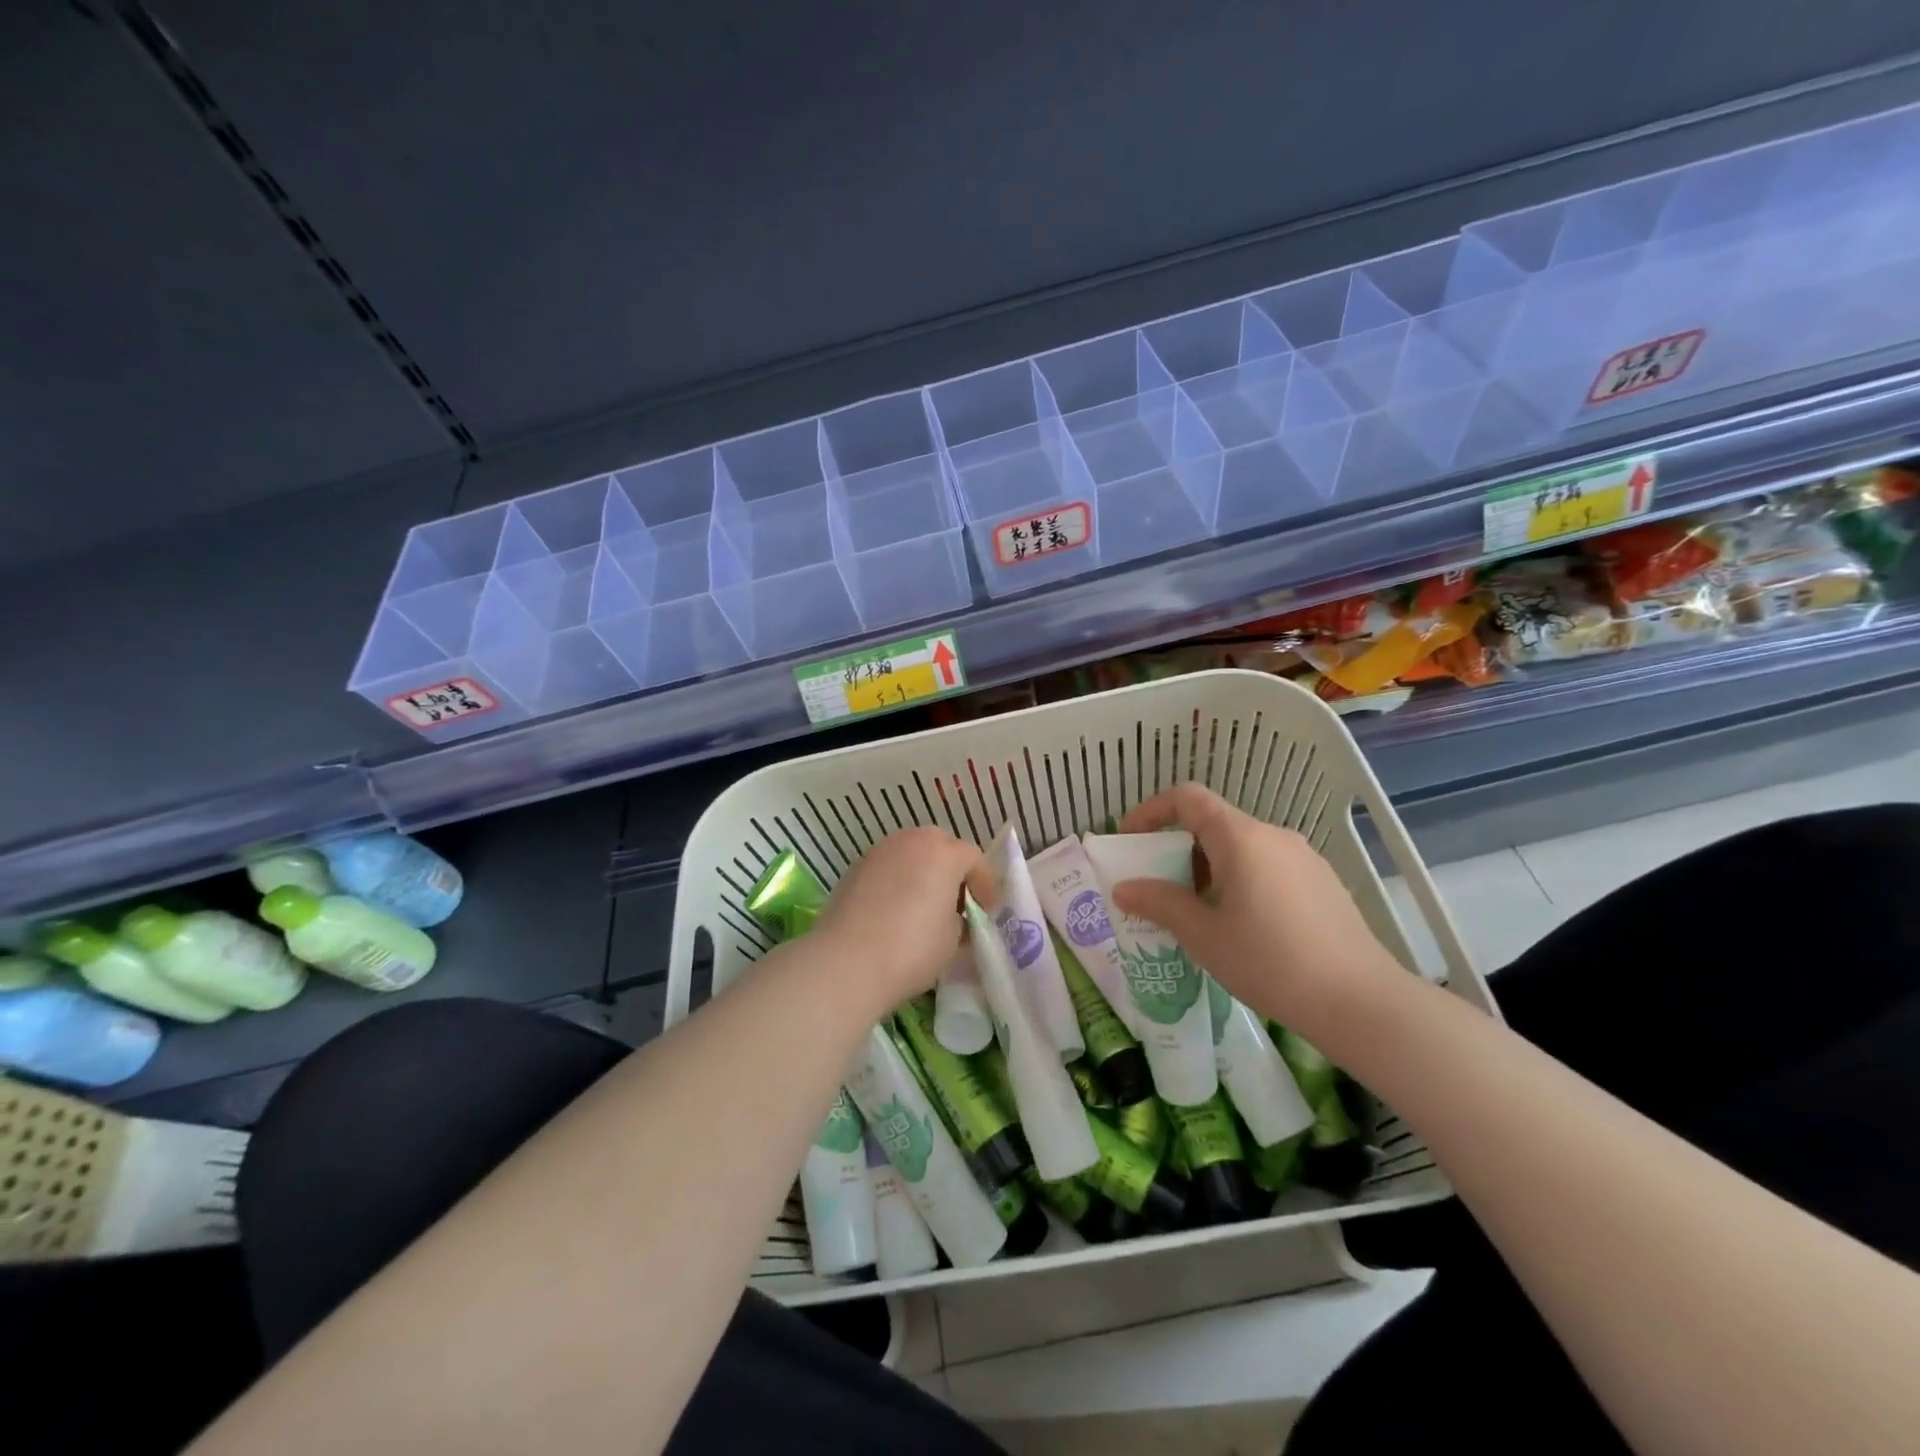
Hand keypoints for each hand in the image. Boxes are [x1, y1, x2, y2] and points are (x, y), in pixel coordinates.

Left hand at [810, 828, 995, 1013]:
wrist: (846, 963)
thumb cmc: (911, 950)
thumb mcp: (953, 939)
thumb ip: (960, 918)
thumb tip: (950, 915)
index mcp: (943, 853)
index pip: (974, 858)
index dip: (984, 884)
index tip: (986, 910)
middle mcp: (911, 841)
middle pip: (940, 846)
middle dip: (952, 870)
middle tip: (956, 902)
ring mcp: (879, 851)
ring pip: (911, 852)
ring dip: (923, 872)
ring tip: (923, 905)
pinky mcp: (855, 867)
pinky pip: (887, 866)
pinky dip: (897, 880)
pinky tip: (894, 910)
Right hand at [1108, 783, 1401, 1037]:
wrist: (1361, 1003)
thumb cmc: (1270, 962)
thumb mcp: (1204, 935)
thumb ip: (1160, 904)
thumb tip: (1123, 888)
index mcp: (1241, 838)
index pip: (1187, 798)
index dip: (1151, 811)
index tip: (1130, 841)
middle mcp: (1273, 836)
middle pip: (1213, 823)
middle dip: (1177, 849)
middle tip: (1158, 889)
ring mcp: (1303, 858)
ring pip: (1241, 848)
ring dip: (1208, 869)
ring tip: (1196, 914)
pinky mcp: (1322, 883)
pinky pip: (1267, 867)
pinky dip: (1239, 881)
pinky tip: (1240, 927)